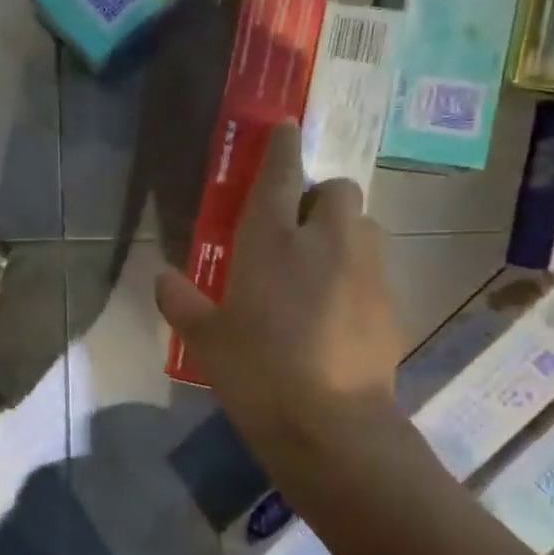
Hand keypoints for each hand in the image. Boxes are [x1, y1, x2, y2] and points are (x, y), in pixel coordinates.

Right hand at [156, 120, 405, 453]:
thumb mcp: (206, 341)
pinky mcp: (391, 302)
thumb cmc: (257, 374)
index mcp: (272, 242)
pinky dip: (357, 274)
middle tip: (298, 229)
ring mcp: (366, 270)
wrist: (331, 427)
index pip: (281, 175)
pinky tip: (338, 312)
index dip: (282, 146)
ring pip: (363, 225)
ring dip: (343, 232)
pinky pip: (374, 268)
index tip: (286, 127)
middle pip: (338, 189)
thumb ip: (181, 302)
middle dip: (321, 197)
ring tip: (321, 268)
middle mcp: (325, 242)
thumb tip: (162, 277)